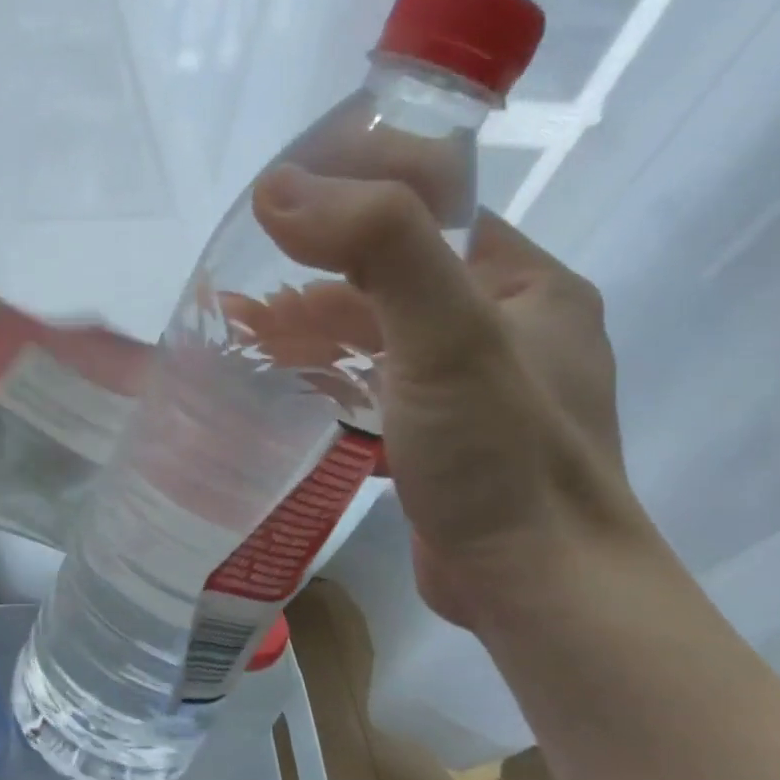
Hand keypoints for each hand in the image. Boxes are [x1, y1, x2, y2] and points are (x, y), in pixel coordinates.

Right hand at [252, 166, 642, 629]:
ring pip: (381, 338)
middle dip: (315, 282)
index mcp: (526, 285)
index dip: (353, 204)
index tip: (278, 215)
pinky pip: (378, 389)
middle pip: (395, 280)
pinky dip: (331, 380)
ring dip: (315, 333)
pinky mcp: (444, 440)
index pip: (431, 214)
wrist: (539, 591)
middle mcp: (507, 329)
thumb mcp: (449, 335)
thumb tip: (279, 188)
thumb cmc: (501, 455)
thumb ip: (379, 246)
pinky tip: (287, 389)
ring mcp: (476, 390)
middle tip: (240, 298)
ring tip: (245, 340)